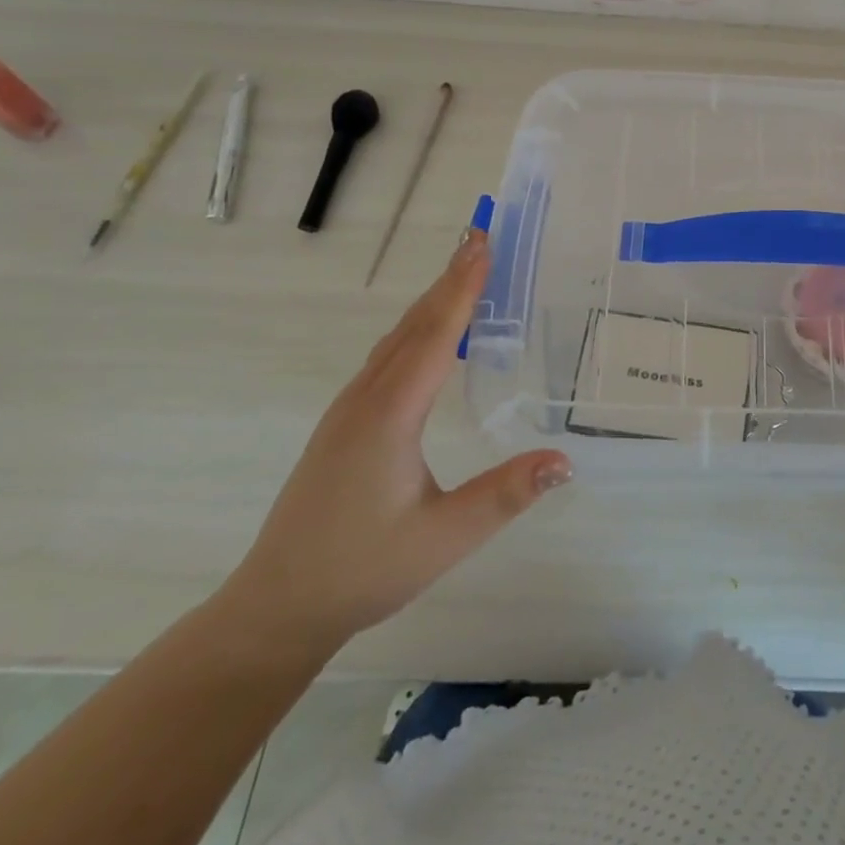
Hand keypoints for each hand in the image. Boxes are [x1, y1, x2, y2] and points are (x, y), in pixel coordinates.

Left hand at [217, 229, 570, 659]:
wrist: (277, 606)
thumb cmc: (363, 569)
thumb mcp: (444, 538)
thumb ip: (505, 495)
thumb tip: (566, 460)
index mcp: (391, 415)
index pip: (436, 336)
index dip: (463, 288)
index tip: (482, 244)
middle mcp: (366, 399)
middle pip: (414, 325)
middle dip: (449, 279)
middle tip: (480, 238)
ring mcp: (348, 410)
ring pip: (396, 340)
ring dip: (432, 301)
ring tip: (464, 274)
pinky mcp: (344, 424)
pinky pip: (386, 359)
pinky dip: (417, 329)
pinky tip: (430, 337)